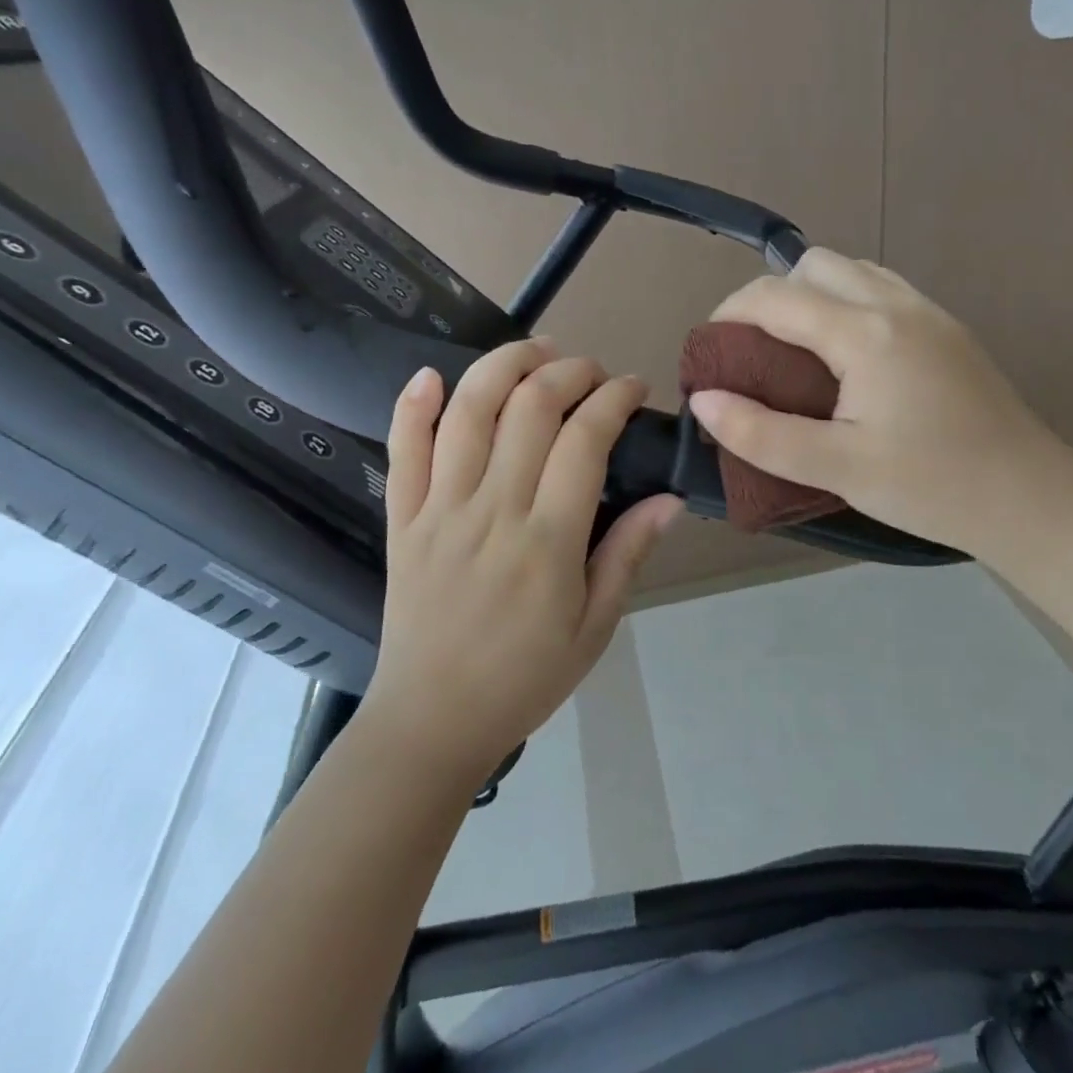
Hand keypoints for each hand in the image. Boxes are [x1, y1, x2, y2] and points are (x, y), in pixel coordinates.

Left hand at [365, 339, 681, 786]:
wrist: (431, 721)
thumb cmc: (525, 677)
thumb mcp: (595, 626)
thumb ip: (629, 554)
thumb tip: (670, 498)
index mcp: (547, 540)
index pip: (585, 439)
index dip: (613, 399)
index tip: (632, 387)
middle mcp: (492, 510)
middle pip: (530, 407)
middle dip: (569, 371)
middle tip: (592, 371)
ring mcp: (439, 509)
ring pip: (468, 412)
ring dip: (503, 366)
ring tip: (534, 350)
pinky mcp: (401, 519)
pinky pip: (401, 450)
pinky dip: (412, 405)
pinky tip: (431, 374)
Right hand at [687, 250, 1072, 557]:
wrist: (1030, 498)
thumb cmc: (931, 486)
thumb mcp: (837, 468)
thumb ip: (762, 433)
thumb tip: (703, 401)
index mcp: (865, 332)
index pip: (775, 296)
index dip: (729, 315)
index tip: (709, 354)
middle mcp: (896, 304)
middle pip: (814, 265)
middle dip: (770, 296)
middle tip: (754, 352)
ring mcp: (929, 311)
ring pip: (853, 270)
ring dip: (812, 295)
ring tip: (797, 352)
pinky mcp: (948, 329)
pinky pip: (882, 289)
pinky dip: (847, 302)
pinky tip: (848, 358)